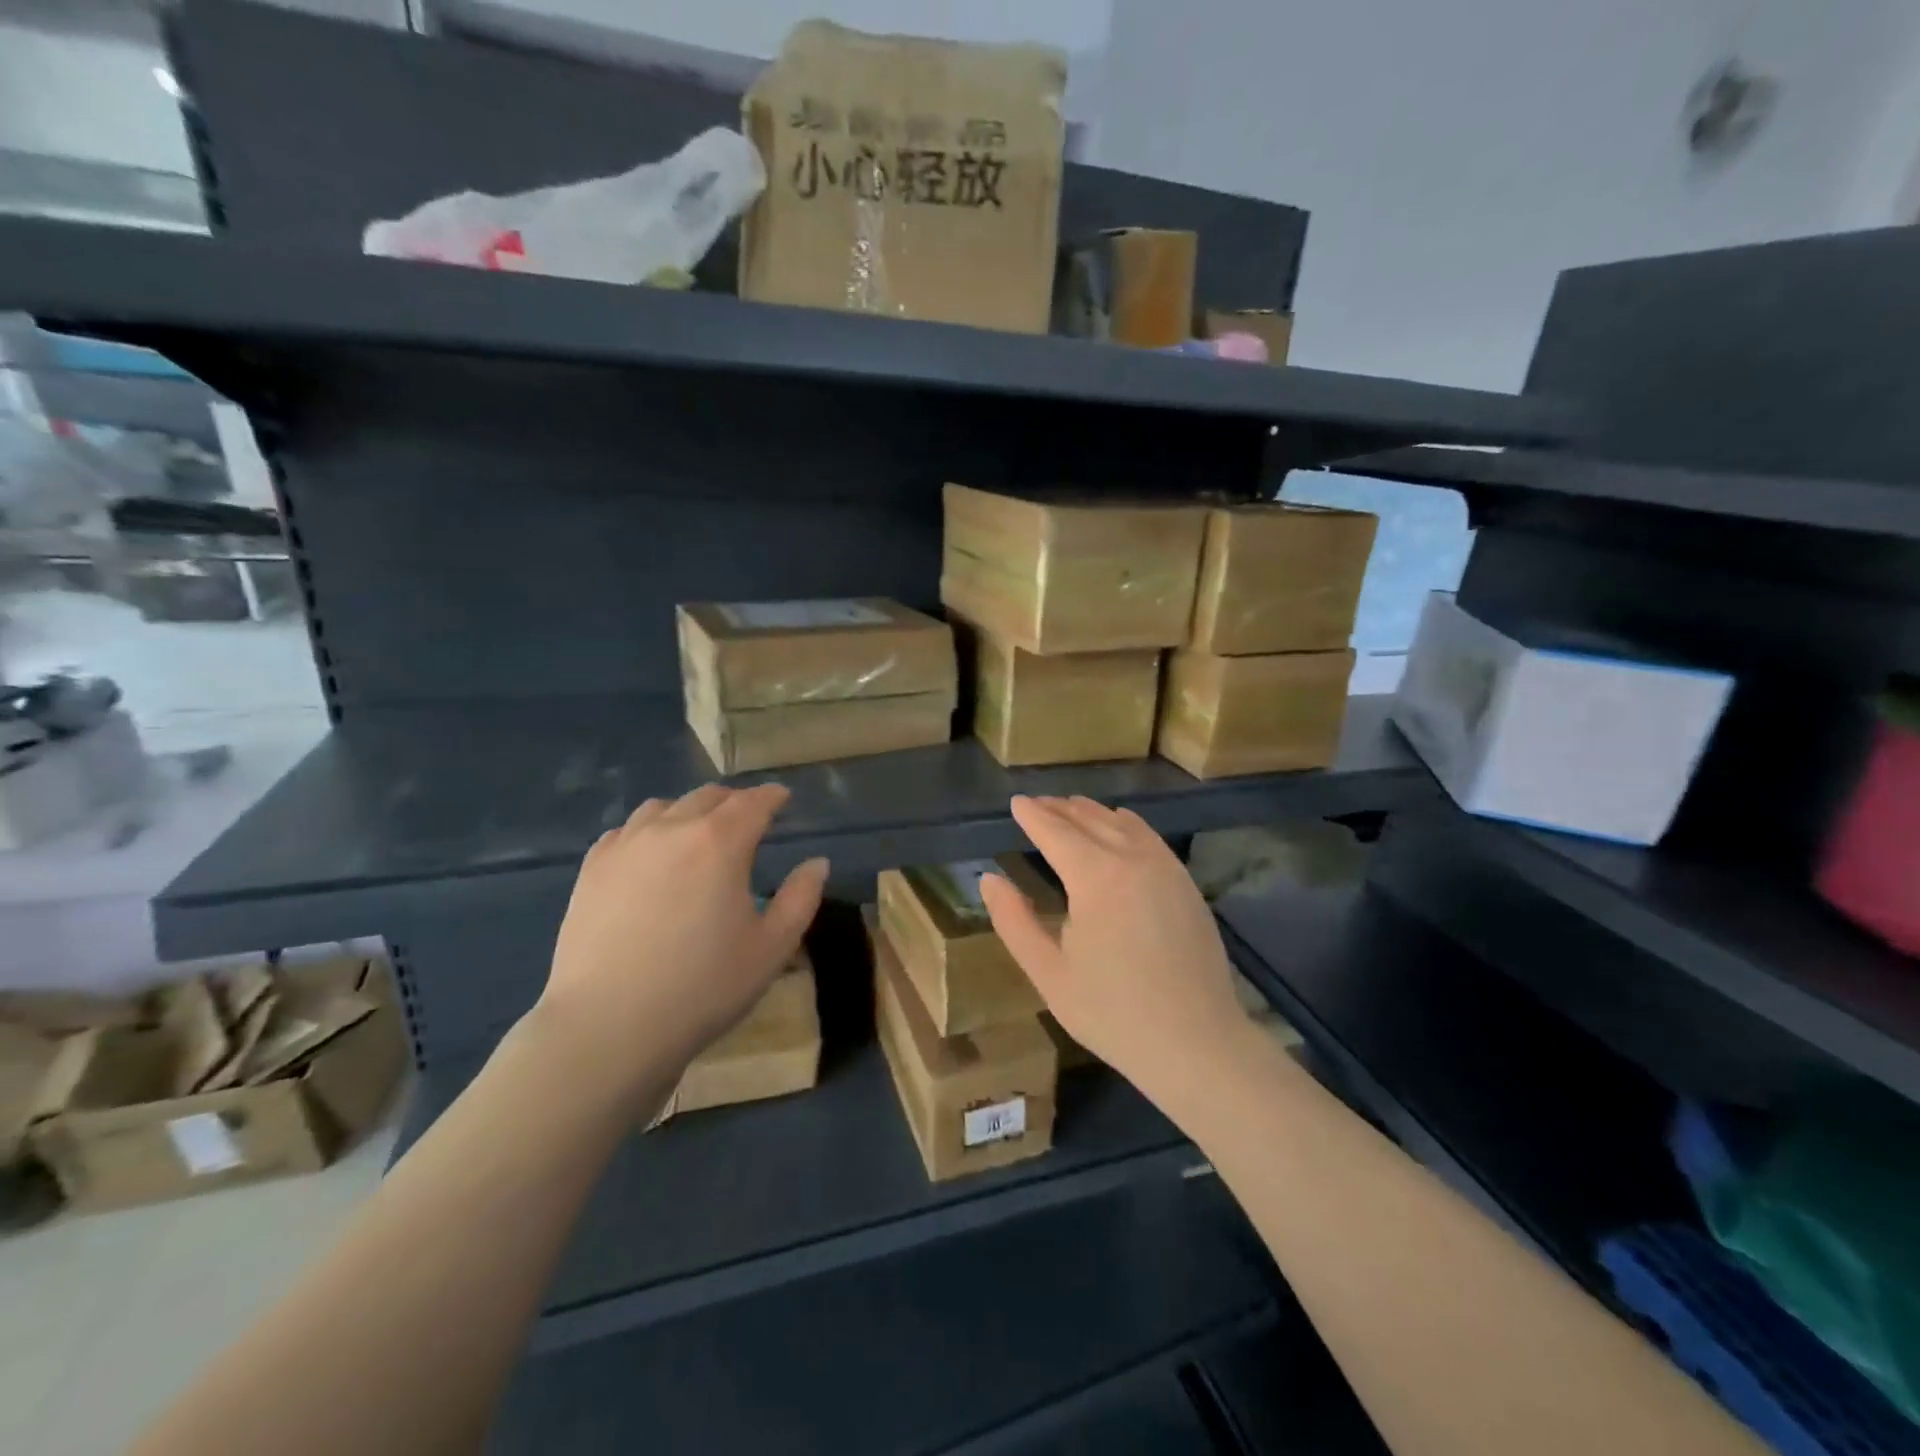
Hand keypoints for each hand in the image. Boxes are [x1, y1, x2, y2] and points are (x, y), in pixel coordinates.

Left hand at [535, 783, 827, 1107]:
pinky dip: (648, 831)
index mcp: (721, 842)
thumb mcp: (771, 948)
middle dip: (734, 801)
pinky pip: (625, 832)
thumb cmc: (702, 987)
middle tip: (748, 818)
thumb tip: (817, 863)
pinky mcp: (592, 870)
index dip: (772, 796)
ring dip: (689, 811)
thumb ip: (800, 898)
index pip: (753, 802)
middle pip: (708, 797)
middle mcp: (672, 829)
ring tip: (697, 833)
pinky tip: (650, 855)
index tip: (783, 798)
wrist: (608, 1026)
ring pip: (663, 807)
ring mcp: (626, 846)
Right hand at [980, 795, 1251, 1110]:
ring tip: (1070, 808)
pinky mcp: (1186, 883)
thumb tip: (990, 879)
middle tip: (1037, 803)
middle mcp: (1132, 858)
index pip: (1055, 831)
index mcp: (1095, 876)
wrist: (1196, 1043)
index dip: (1033, 816)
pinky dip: (1126, 824)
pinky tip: (1119, 825)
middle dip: (1059, 808)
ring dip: (1092, 812)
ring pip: (1122, 823)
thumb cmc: (1112, 1012)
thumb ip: (1014, 921)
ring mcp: (1165, 867)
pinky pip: (1149, 837)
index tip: (1016, 803)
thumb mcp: (1049, 973)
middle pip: (1089, 819)